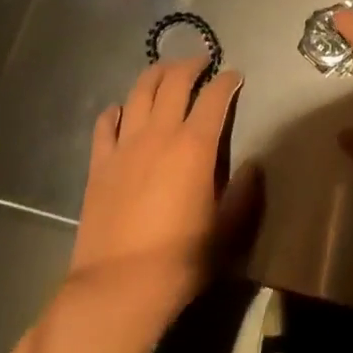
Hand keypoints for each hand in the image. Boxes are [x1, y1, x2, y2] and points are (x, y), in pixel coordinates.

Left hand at [72, 55, 262, 304]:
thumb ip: (244, 193)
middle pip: (175, 81)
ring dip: (155, 74)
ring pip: (140, 92)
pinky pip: (105, 125)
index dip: (227, 80)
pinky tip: (121, 111)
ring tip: (165, 71)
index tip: (234, 76)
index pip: (215, 96)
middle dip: (191, 65)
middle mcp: (160, 133)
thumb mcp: (226, 230)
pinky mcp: (99, 164)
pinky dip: (116, 111)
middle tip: (201, 62)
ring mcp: (126, 145)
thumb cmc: (180, 261)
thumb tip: (253, 165)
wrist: (117, 290)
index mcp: (196, 145)